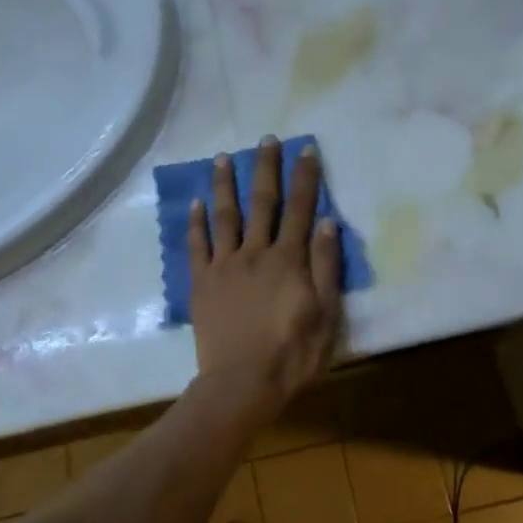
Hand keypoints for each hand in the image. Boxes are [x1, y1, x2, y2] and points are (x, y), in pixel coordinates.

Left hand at [188, 137, 342, 418]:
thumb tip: (326, 221)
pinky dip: (196, 222)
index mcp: (288, 260)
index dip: (305, 178)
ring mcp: (225, 266)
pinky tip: (196, 203)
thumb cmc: (292, 352)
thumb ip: (326, 266)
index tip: (306, 149)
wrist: (242, 383)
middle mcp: (255, 253)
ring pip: (225, 216)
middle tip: (266, 139)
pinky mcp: (202, 283)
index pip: (300, 209)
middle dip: (266, 169)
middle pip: (262, 203)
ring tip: (223, 157)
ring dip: (225, 185)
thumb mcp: (326, 313)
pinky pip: (197, 246)